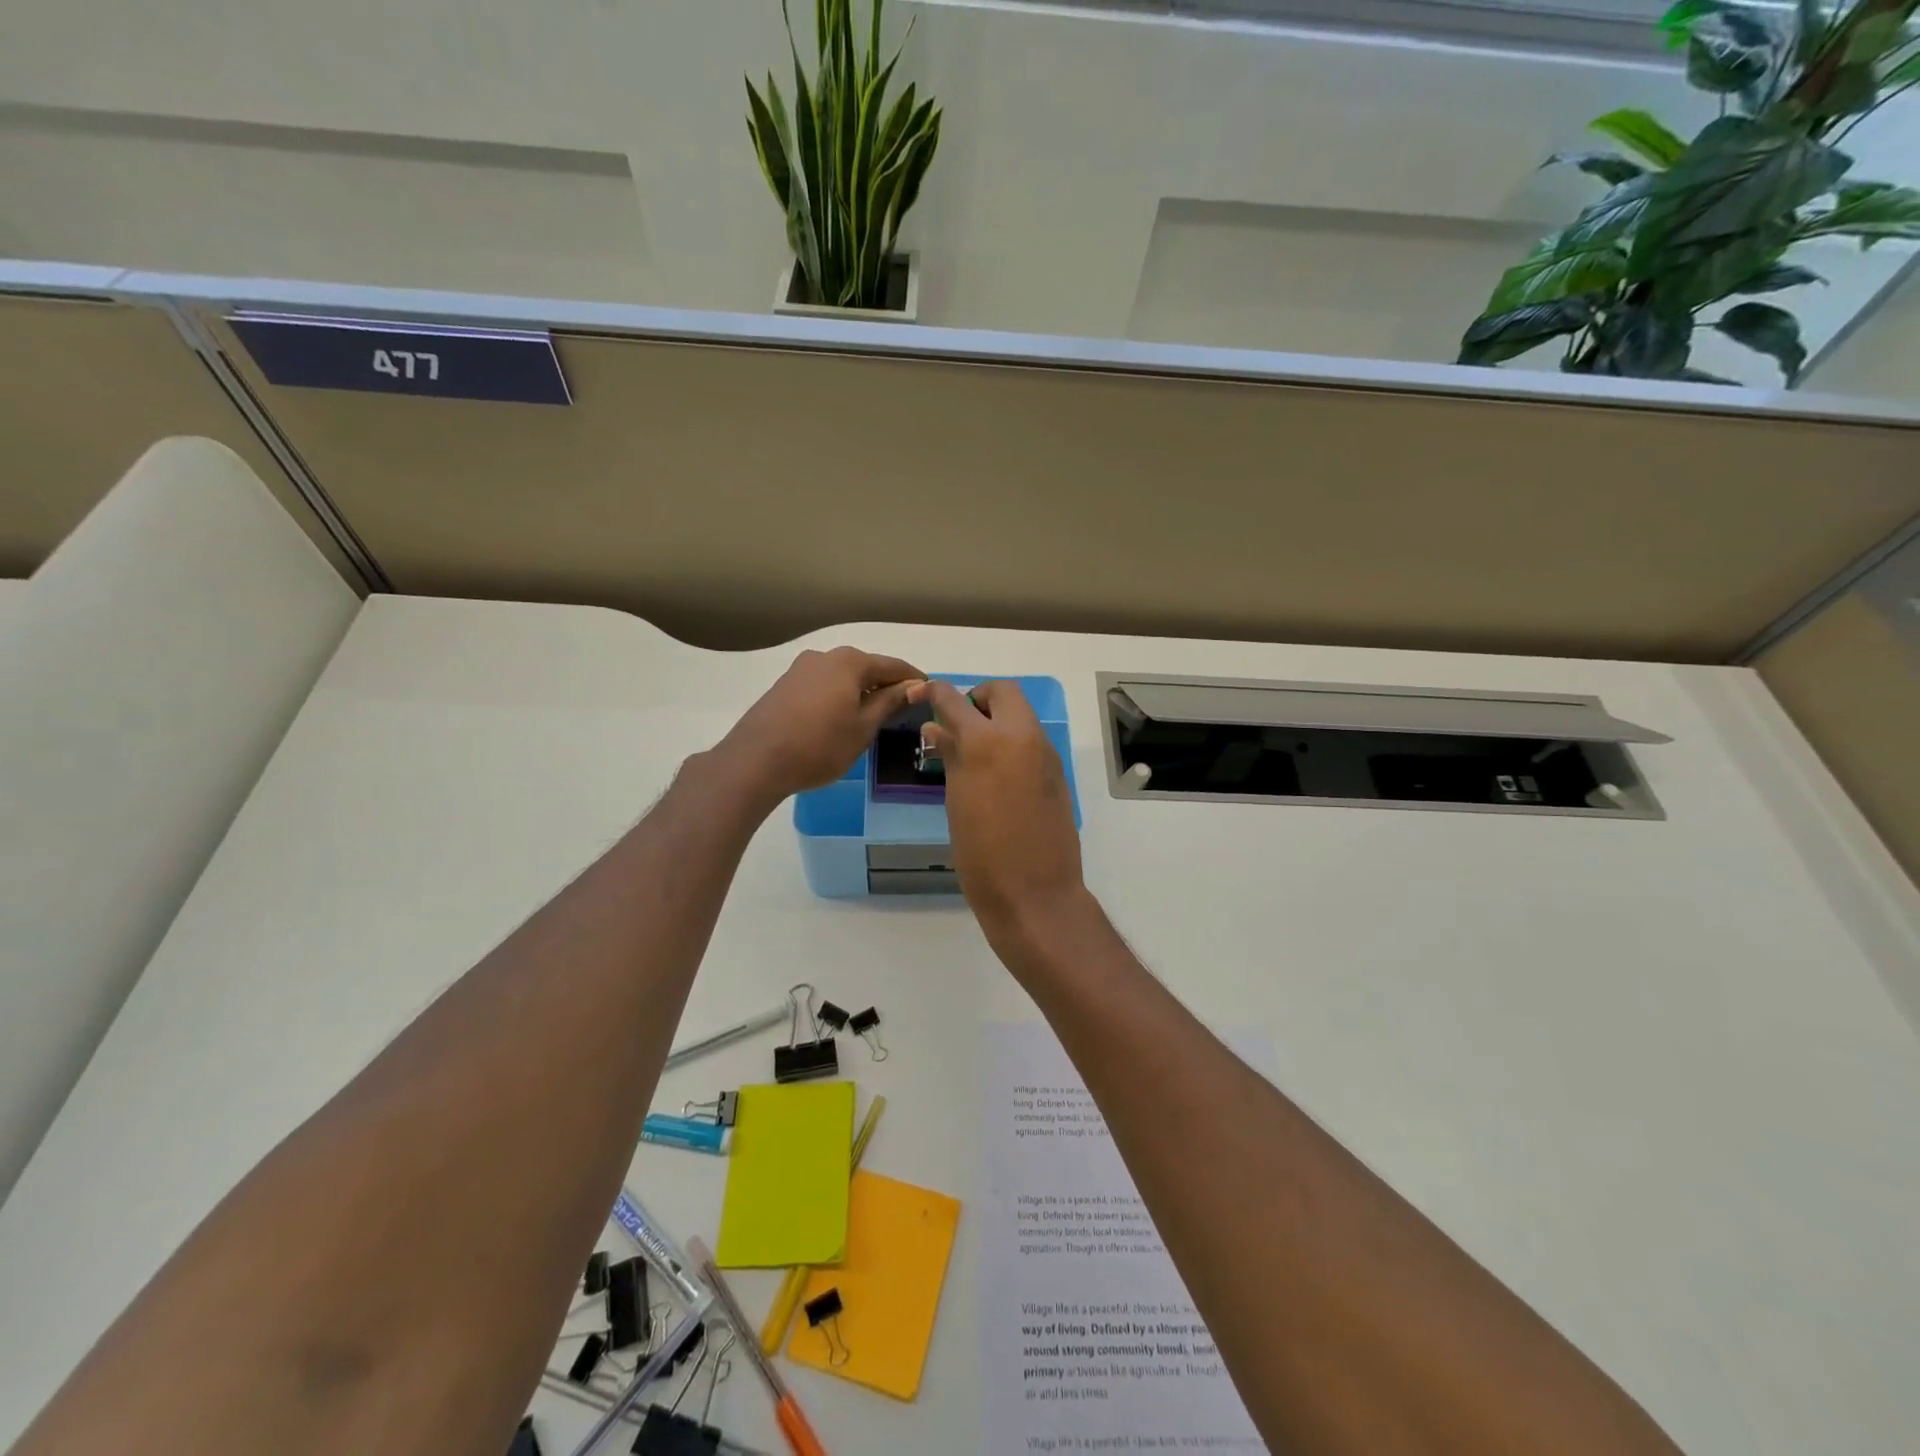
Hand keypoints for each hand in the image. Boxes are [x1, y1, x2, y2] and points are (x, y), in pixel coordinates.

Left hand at [718, 647, 922, 805]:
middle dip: (886, 685)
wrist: (756, 761)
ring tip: (875, 715)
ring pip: (843, 677)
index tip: (930, 692)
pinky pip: (823, 686)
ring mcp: (801, 669)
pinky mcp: (784, 686)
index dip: (913, 680)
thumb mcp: (864, 727)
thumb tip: (913, 687)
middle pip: (866, 668)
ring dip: (861, 691)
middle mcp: (825, 656)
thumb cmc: (820, 746)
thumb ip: (890, 702)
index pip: (893, 666)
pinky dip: (840, 696)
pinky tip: (842, 717)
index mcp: (850, 662)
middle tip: (905, 707)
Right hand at [917, 680, 1087, 950]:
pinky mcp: (1057, 774)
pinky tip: (997, 776)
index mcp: (988, 742)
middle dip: (979, 699)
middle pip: (1004, 692)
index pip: (957, 701)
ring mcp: (1045, 755)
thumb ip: (950, 756)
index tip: (924, 694)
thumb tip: (936, 729)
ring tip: (974, 754)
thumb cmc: (982, 854)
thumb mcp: (956, 802)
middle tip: (959, 726)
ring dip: (998, 721)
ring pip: (1021, 716)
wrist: (1034, 894)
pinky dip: (1012, 743)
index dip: (937, 692)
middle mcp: (1022, 738)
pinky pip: (1032, 742)